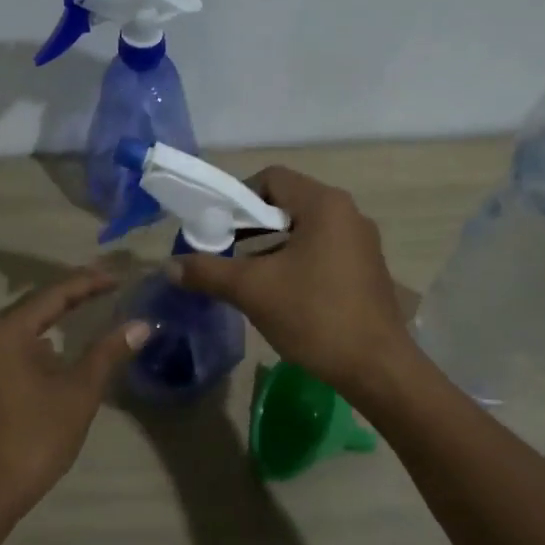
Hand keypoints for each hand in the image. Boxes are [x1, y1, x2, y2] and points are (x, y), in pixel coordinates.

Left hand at [0, 266, 149, 542]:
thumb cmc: (32, 439)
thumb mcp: (78, 393)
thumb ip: (108, 353)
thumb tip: (142, 323)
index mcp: (7, 331)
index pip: (54, 293)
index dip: (90, 282)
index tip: (121, 277)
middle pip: (37, 306)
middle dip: (74, 297)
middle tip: (110, 287)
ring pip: (27, 330)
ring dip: (58, 321)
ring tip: (93, 312)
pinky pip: (18, 350)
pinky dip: (45, 345)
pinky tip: (65, 353)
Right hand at [171, 166, 413, 397]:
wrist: (376, 367)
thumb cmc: (314, 315)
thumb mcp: (252, 290)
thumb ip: (208, 271)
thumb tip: (168, 266)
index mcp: (324, 204)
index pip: (271, 178)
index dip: (237, 197)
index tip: (216, 227)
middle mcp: (348, 213)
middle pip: (287, 203)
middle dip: (251, 225)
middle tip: (225, 252)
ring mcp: (362, 242)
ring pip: (304, 230)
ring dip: (272, 246)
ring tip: (247, 276)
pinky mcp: (367, 268)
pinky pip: (322, 250)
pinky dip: (296, 261)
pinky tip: (281, 292)